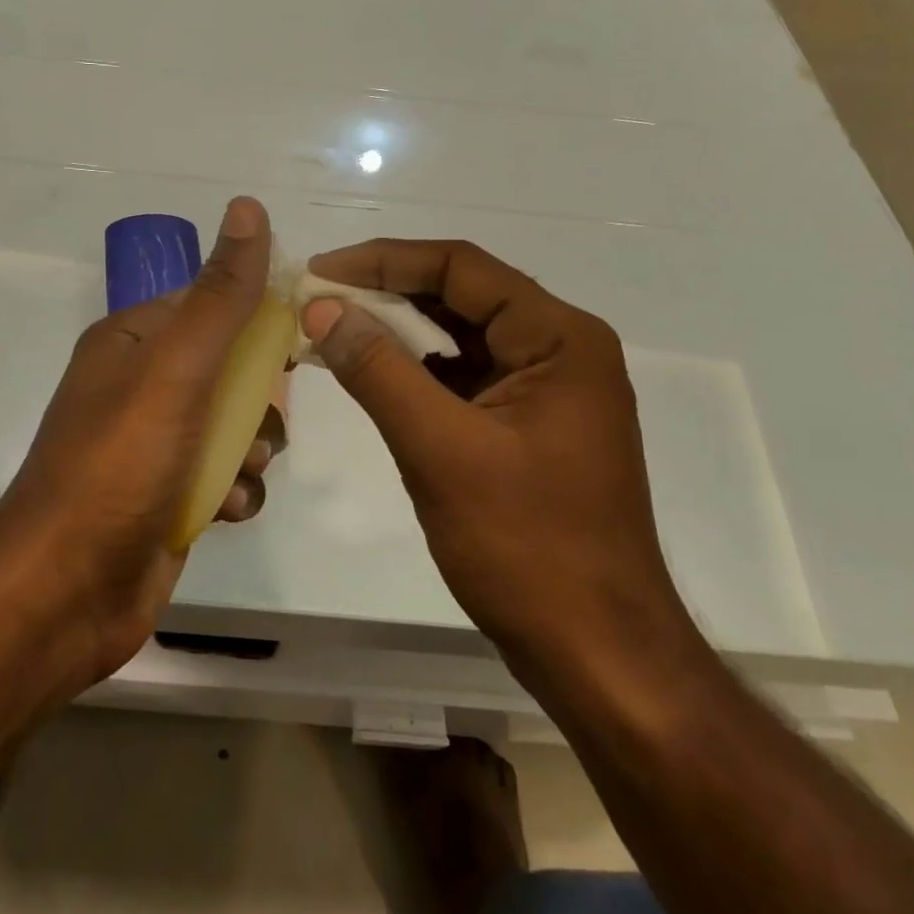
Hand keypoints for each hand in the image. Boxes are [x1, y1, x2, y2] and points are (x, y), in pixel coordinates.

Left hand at [0, 197, 274, 695]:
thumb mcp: (178, 369)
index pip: (208, 302)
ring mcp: (153, 445)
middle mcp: (140, 386)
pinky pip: (223, 477)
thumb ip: (221, 296)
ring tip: (241, 471)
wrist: (65, 593)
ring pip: (233, 425)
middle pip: (229, 367)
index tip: (301, 336)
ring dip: (253, 447)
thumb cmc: (120, 464)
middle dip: (259, 396)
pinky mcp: (167, 497)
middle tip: (265, 419)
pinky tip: (226, 510)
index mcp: (132, 342)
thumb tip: (249, 207)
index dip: (257, 315)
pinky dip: (235, 491)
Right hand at [301, 239, 688, 661]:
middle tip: (316, 300)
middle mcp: (559, 349)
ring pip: (459, 336)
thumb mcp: (441, 450)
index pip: (461, 267)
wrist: (597, 654)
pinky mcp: (526, 424)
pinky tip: (369, 372)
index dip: (383, 260)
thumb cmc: (527, 547)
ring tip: (330, 329)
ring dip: (396, 331)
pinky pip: (463, 376)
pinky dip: (414, 370)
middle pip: (461, 296)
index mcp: (559, 338)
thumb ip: (378, 370)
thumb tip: (322, 308)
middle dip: (385, 293)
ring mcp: (545, 389)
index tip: (319, 272)